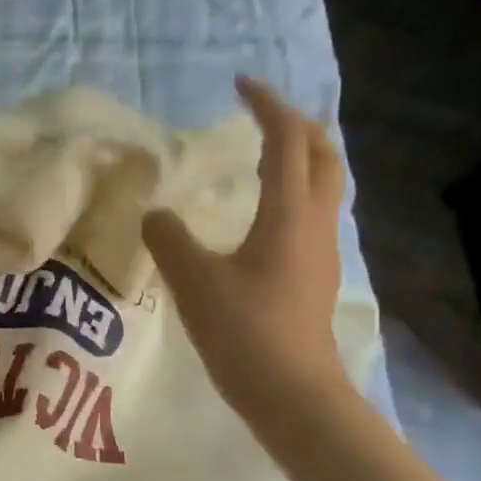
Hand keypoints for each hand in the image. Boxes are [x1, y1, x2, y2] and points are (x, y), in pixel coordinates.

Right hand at [143, 76, 350, 428]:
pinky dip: (294, 190)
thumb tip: (156, 214)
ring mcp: (320, 251)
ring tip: (263, 152)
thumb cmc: (244, 331)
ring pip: (324, 184)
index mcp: (288, 214)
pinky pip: (312, 212)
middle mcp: (314, 223)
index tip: (239, 85)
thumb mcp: (192, 280)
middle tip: (260, 113)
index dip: (267, 106)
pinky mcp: (313, 275)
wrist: (293, 395)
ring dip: (301, 156)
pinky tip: (263, 211)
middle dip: (296, 124)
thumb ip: (168, 238)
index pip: (286, 141)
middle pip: (323, 155)